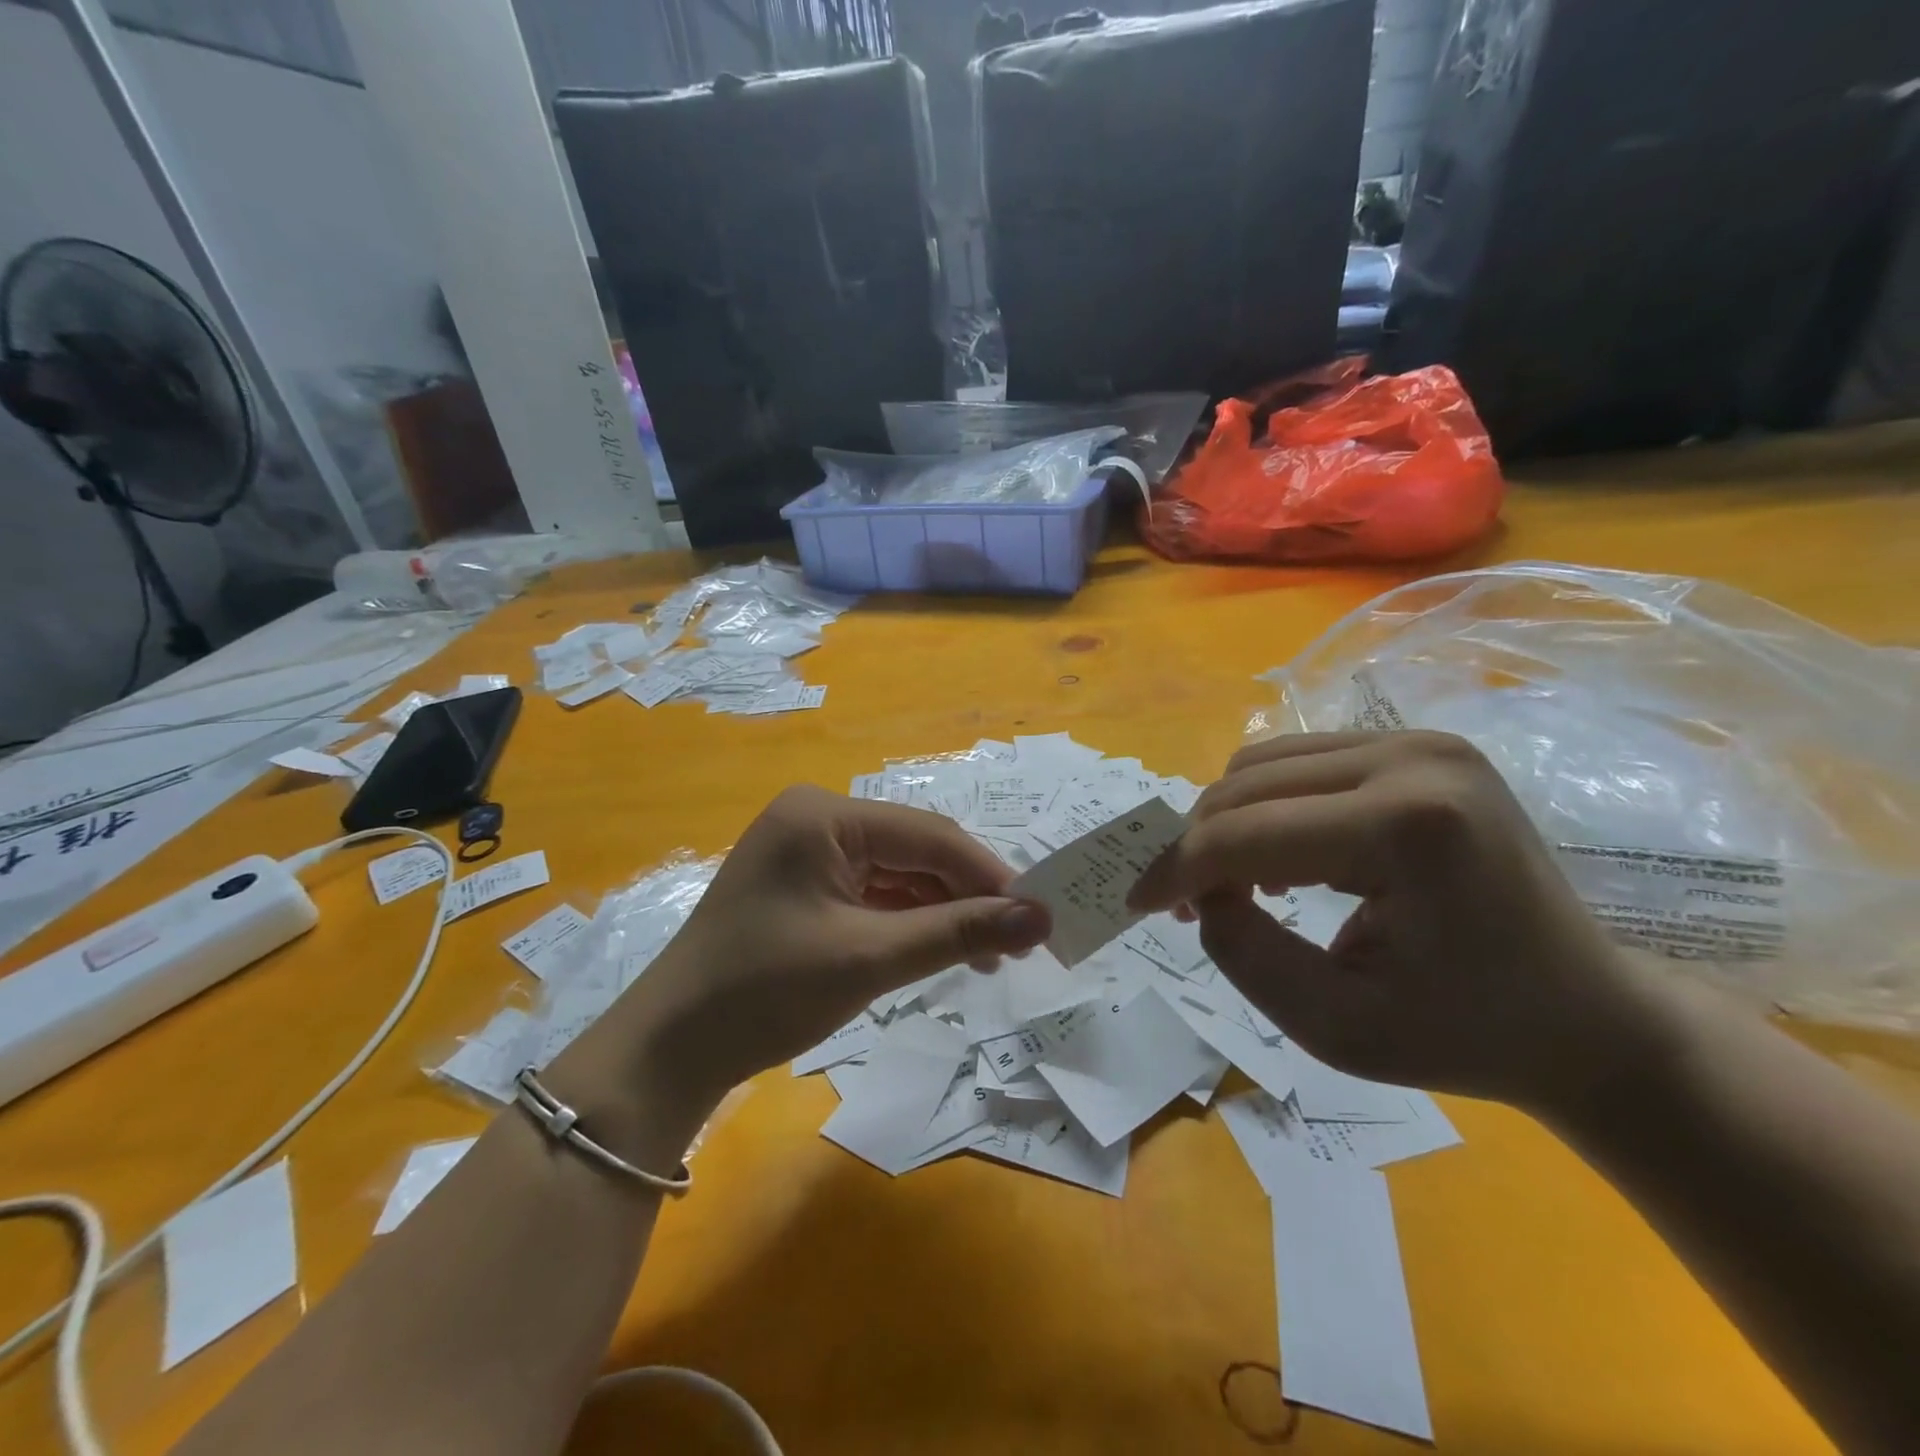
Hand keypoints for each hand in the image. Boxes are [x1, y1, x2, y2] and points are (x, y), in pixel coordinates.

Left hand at [587, 786, 1050, 1111]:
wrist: (669, 1050)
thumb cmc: (765, 993)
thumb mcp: (870, 959)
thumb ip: (957, 932)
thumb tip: (1040, 918)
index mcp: (824, 815)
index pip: (928, 835)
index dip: (988, 875)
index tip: (1039, 914)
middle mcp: (816, 819)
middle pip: (913, 851)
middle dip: (966, 895)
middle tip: (1018, 942)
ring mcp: (807, 851)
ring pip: (897, 874)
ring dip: (941, 912)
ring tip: (989, 956)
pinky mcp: (804, 885)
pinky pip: (872, 893)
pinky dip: (908, 921)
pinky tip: (942, 950)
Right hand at [1128, 732, 1657, 1112]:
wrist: (1587, 1016)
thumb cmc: (1466, 1036)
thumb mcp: (1334, 1028)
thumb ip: (1241, 954)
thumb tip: (1198, 891)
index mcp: (1407, 827)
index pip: (1245, 834)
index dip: (1175, 870)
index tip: (1135, 908)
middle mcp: (1412, 757)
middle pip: (1245, 786)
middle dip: (1196, 846)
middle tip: (1185, 906)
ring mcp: (1420, 741)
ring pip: (1262, 763)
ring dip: (1227, 823)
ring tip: (1234, 884)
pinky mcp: (1418, 745)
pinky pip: (1298, 761)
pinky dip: (1265, 807)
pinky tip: (1281, 857)